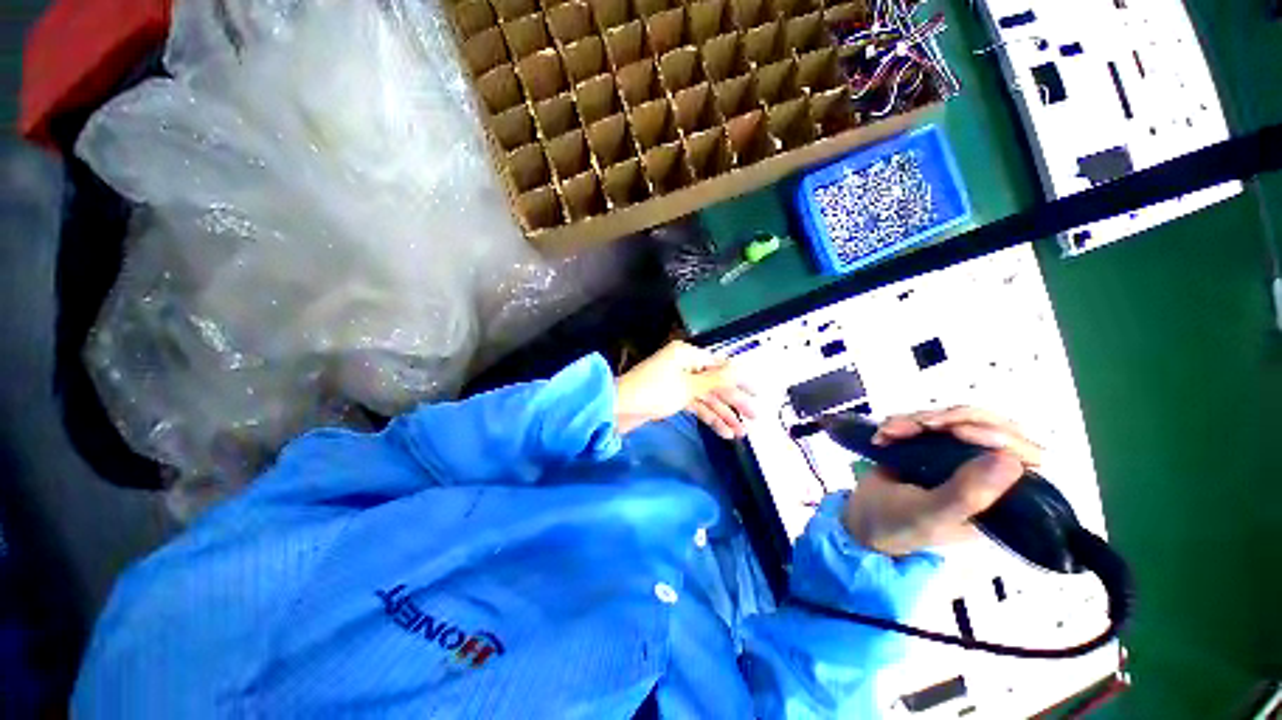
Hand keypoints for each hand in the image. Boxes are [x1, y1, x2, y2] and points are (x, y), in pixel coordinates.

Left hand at [615, 341, 755, 437]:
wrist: (618, 409)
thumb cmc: (653, 392)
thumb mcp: (688, 386)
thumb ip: (717, 379)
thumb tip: (743, 368)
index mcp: (687, 355)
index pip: (720, 365)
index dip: (740, 380)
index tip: (757, 394)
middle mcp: (684, 365)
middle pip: (715, 383)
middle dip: (734, 401)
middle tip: (754, 418)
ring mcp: (678, 382)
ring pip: (707, 397)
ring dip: (723, 413)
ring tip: (741, 433)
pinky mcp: (672, 398)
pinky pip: (695, 405)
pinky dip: (708, 417)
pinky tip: (722, 432)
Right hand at [842, 407, 1042, 556]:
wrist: (862, 517)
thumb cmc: (899, 525)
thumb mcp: (931, 515)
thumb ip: (967, 495)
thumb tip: (1010, 461)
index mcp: (1001, 499)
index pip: (1026, 456)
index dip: (999, 435)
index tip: (958, 432)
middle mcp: (986, 474)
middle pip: (994, 426)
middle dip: (954, 418)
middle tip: (923, 424)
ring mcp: (959, 456)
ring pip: (957, 418)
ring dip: (919, 419)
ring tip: (889, 433)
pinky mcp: (933, 445)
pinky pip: (929, 419)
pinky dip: (904, 420)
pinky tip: (885, 433)